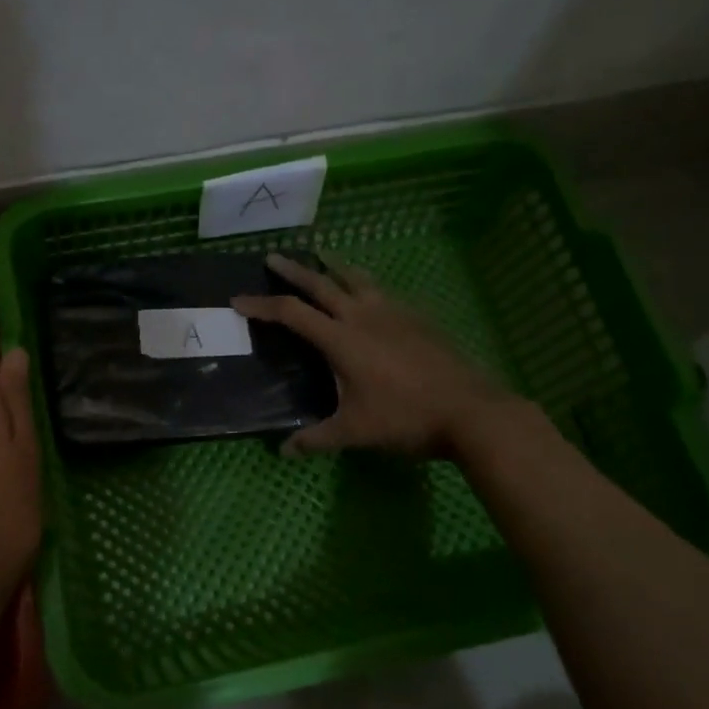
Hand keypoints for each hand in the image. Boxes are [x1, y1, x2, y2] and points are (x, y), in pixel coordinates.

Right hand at [232, 253, 521, 458]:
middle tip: (272, 258)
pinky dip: (363, 284)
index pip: (291, 314)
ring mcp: (394, 312)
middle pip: (321, 284)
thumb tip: (283, 451)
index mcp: (341, 339)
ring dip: (333, 267)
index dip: (261, 306)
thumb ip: (316, 439)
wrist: (471, 411)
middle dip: (293, 271)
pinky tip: (367, 293)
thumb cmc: (405, 419)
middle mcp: (363, 316)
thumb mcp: (355, 432)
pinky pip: (381, 291)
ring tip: (321, 257)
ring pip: (356, 279)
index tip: (238, 300)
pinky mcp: (417, 318)